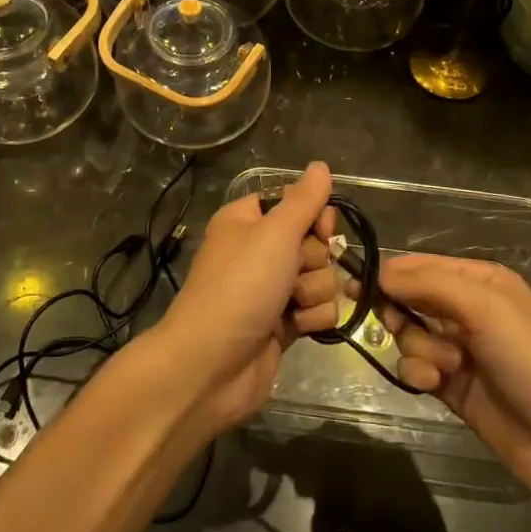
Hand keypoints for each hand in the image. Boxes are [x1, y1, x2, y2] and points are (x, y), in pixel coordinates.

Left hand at [153, 162, 345, 436]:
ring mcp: (271, 290)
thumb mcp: (274, 234)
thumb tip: (321, 165)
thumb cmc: (240, 287)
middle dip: (314, 259)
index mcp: (247, 221)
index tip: (321, 228)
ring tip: (291, 305)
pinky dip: (311, 318)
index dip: (315, 215)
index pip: (296, 203)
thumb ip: (304, 200)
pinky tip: (295, 328)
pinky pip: (317, 310)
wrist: (210, 366)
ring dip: (314, 291)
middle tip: (292, 272)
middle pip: (314, 242)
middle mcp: (259, 251)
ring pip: (321, 277)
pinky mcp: (282, 325)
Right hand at [377, 254, 530, 509]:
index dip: (387, 274)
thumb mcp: (485, 308)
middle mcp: (467, 309)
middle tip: (400, 327)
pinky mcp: (451, 386)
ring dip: (417, 349)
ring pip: (408, 335)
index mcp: (478, 280)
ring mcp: (458, 349)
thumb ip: (428, 284)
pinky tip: (435, 386)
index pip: (419, 265)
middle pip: (407, 299)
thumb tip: (377, 271)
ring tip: (445, 367)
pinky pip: (415, 368)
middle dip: (401, 314)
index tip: (353, 285)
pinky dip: (418, 374)